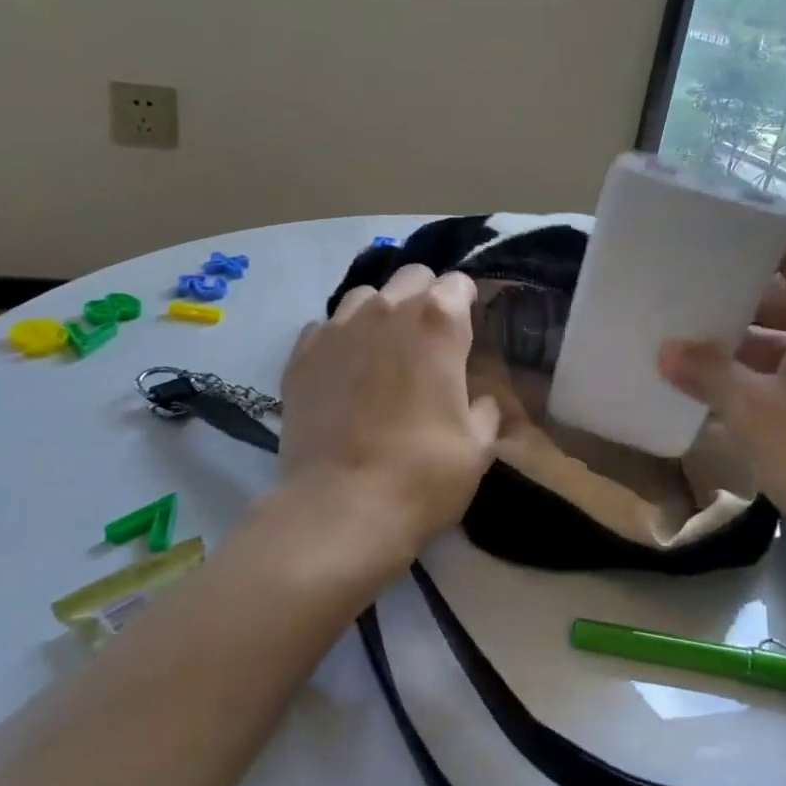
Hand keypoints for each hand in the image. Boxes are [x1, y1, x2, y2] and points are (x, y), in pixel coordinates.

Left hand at [279, 264, 502, 556]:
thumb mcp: (478, 445)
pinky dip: (341, 339)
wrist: (340, 509)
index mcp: (438, 322)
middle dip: (425, 297)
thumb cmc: (424, 475)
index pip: (458, 283)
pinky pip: (326, 327)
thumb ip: (484, 407)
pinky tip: (345, 372)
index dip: (467, 304)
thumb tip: (477, 397)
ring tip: (383, 351)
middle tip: (429, 340)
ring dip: (381, 314)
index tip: (467, 332)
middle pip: (411, 276)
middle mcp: (386, 310)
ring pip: (365, 296)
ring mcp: (337, 328)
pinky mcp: (300, 354)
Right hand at [658, 237, 785, 545]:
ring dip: (742, 342)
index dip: (740, 238)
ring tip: (686, 341)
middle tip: (675, 295)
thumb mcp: (756, 413)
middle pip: (781, 291)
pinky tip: (719, 387)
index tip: (693, 240)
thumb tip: (667, 350)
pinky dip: (762, 372)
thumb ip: (708, 375)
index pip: (784, 245)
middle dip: (729, 296)